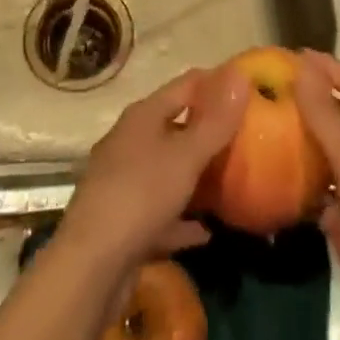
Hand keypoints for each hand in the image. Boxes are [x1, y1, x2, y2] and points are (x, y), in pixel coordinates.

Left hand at [57, 67, 249, 272]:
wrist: (91, 264)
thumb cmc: (141, 194)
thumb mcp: (186, 156)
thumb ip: (215, 121)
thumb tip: (240, 74)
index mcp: (143, 116)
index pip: (185, 85)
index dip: (215, 82)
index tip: (247, 88)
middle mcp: (130, 141)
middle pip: (175, 126)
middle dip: (207, 131)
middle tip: (246, 137)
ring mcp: (124, 182)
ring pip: (167, 170)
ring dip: (195, 176)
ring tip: (230, 182)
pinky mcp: (124, 221)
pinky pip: (161, 212)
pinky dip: (182, 219)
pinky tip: (206, 232)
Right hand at [293, 51, 339, 339]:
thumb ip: (328, 119)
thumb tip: (302, 69)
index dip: (331, 70)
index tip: (295, 53)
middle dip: (316, 101)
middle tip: (275, 85)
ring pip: (334, 155)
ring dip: (307, 138)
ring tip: (269, 120)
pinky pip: (325, 190)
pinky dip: (304, 178)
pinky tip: (276, 170)